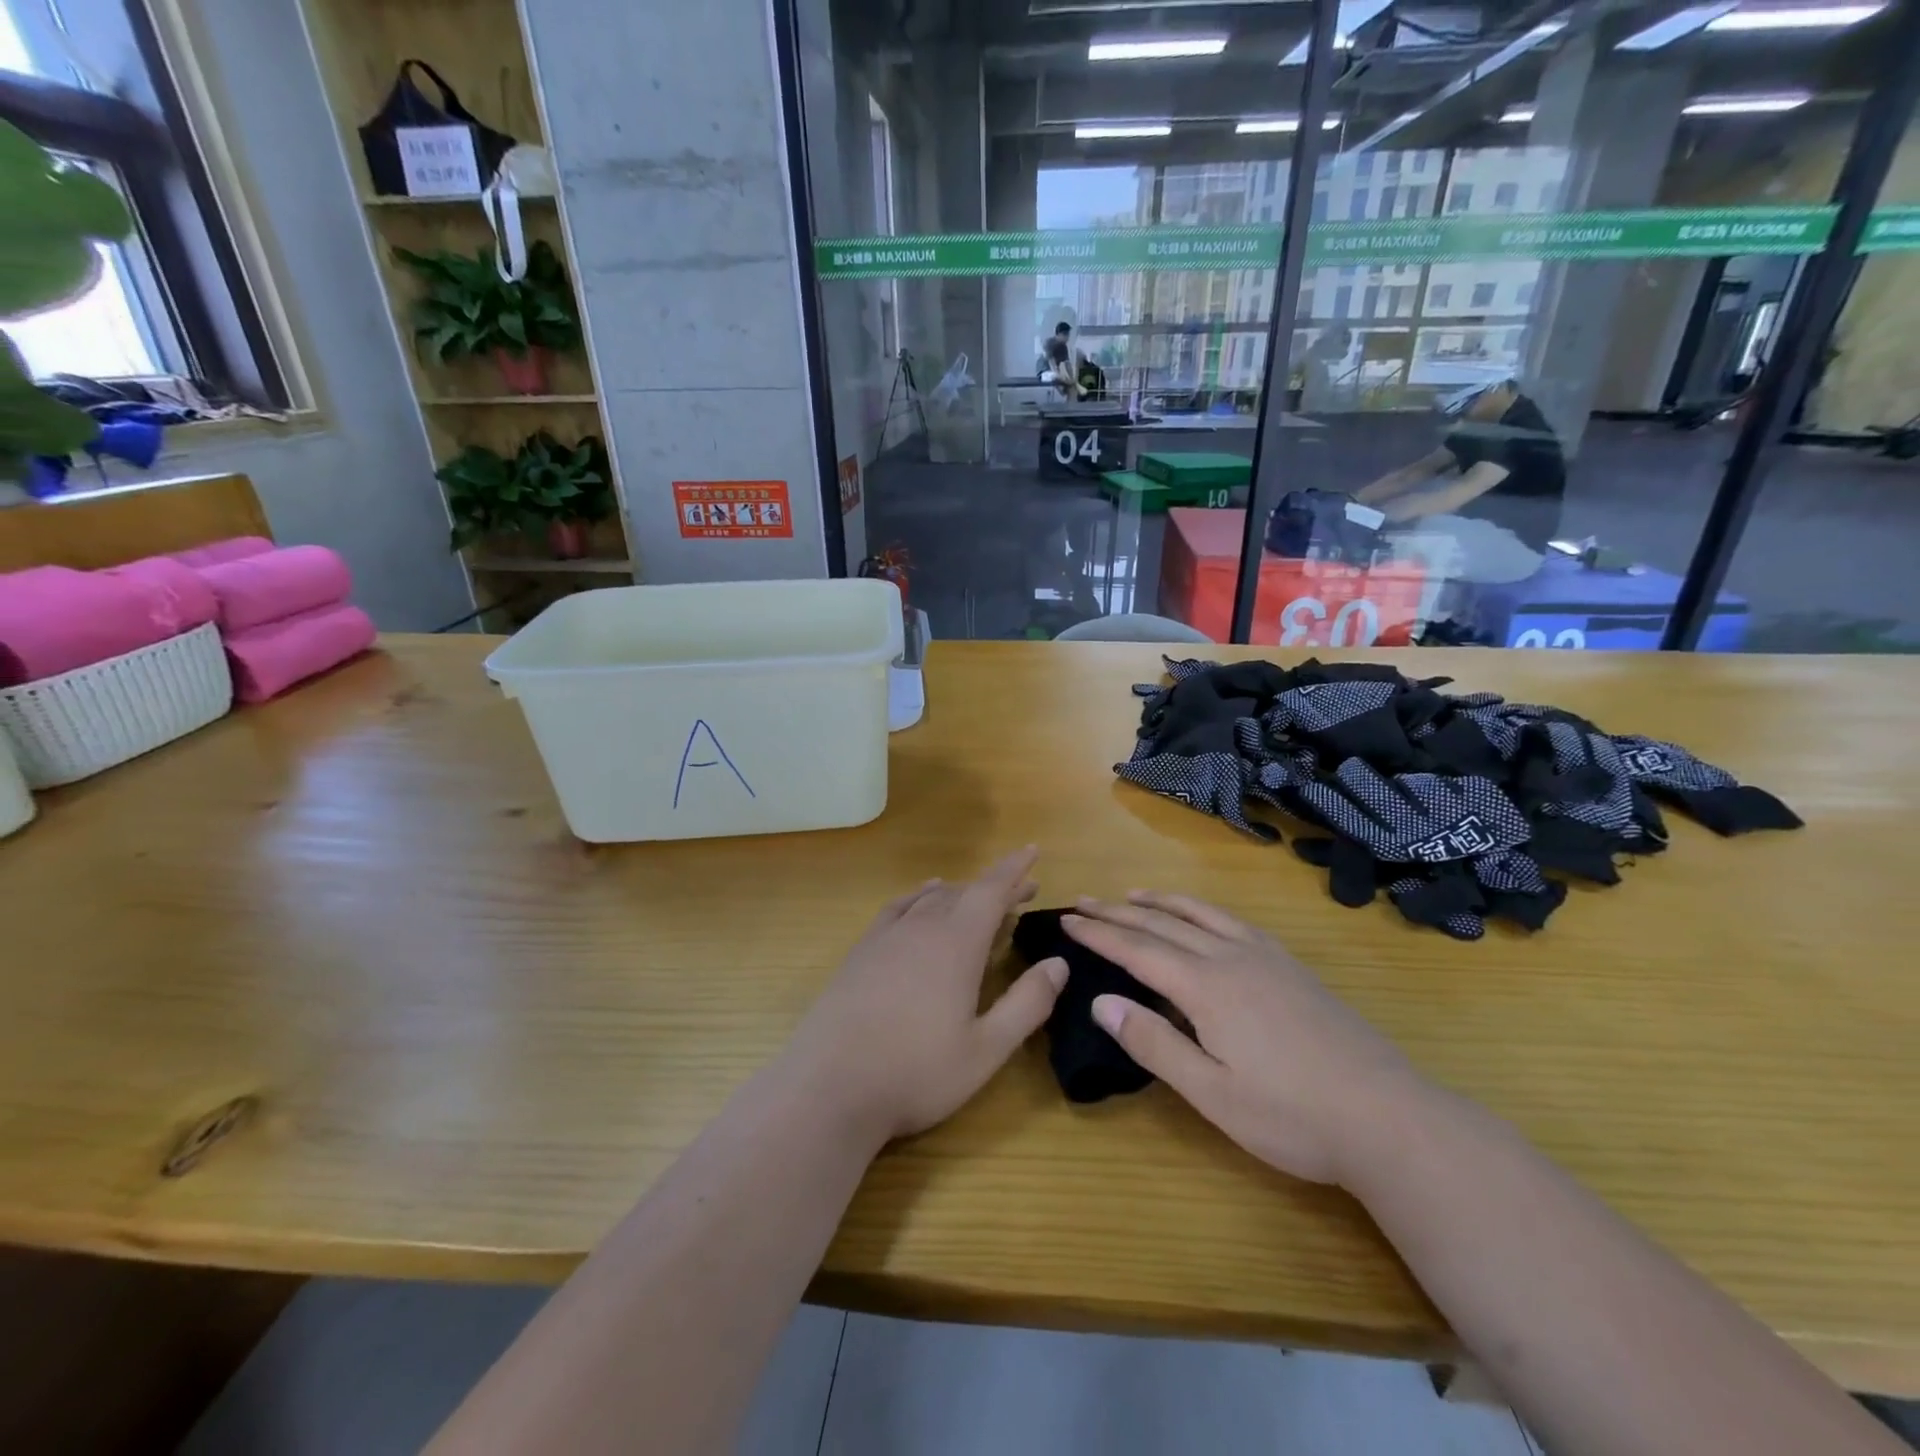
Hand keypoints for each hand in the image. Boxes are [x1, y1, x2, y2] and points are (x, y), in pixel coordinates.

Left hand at [785, 847, 1065, 1144]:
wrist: (829, 1086)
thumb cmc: (916, 1072)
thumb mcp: (986, 1049)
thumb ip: (1027, 1004)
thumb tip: (1058, 963)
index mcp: (956, 945)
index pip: (991, 891)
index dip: (1014, 870)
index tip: (1033, 851)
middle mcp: (922, 928)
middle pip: (964, 892)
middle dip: (996, 887)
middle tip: (1022, 891)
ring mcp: (886, 937)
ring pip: (931, 898)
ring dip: (960, 893)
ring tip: (978, 897)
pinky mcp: (861, 952)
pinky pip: (897, 908)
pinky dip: (918, 898)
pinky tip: (921, 903)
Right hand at [1063, 894, 1430, 1185]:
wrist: (1389, 1117)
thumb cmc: (1292, 1116)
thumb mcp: (1212, 1094)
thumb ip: (1154, 1044)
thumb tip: (1100, 1001)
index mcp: (1206, 987)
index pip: (1137, 950)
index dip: (1099, 933)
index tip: (1067, 919)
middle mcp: (1231, 958)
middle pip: (1163, 923)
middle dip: (1118, 911)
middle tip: (1083, 901)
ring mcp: (1266, 958)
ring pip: (1200, 914)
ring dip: (1160, 901)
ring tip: (1132, 894)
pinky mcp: (1291, 966)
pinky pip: (1233, 921)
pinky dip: (1202, 909)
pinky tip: (1202, 916)